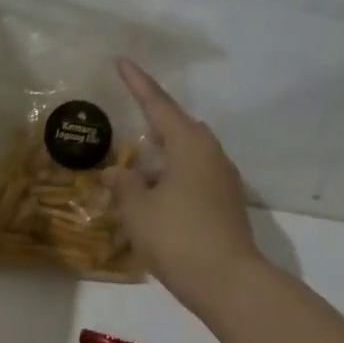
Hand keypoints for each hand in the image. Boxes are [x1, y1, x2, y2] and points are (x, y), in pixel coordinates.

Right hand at [105, 58, 260, 307]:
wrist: (227, 281)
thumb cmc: (177, 236)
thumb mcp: (137, 209)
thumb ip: (123, 185)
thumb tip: (115, 173)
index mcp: (189, 144)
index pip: (157, 105)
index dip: (136, 83)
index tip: (122, 61)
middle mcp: (211, 154)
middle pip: (178, 129)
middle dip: (152, 127)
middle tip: (128, 129)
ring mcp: (223, 180)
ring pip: (186, 157)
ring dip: (161, 161)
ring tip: (135, 174)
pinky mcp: (226, 204)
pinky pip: (194, 179)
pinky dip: (172, 181)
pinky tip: (155, 200)